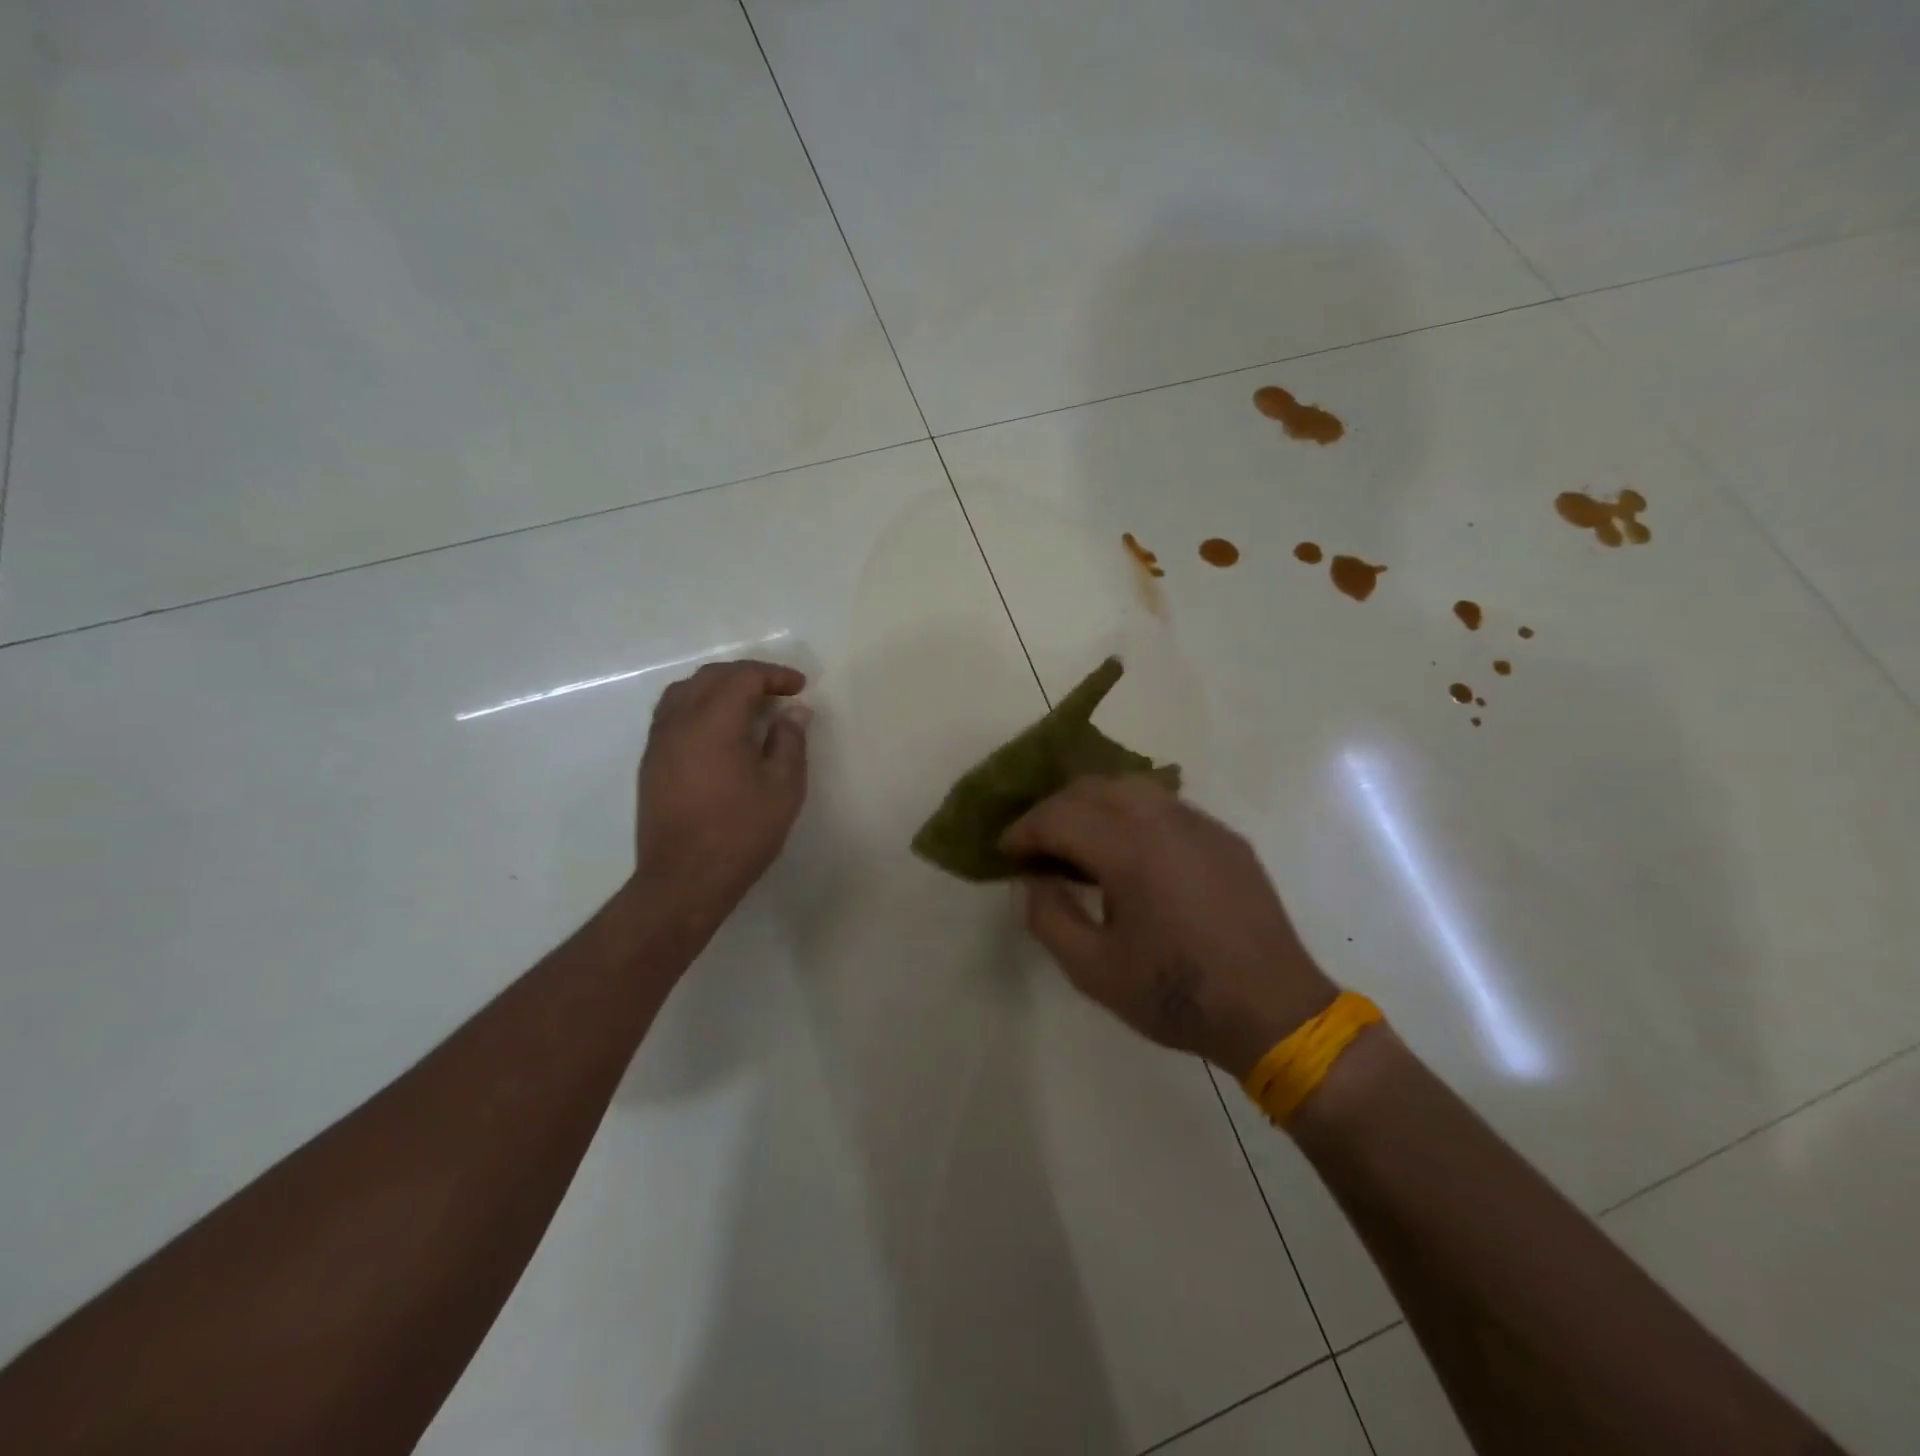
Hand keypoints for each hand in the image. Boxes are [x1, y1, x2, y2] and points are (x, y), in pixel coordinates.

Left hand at [632, 659, 810, 928]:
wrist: (684, 880)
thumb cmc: (740, 833)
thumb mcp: (783, 788)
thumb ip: (790, 741)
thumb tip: (794, 711)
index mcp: (714, 721)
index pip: (743, 677)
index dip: (775, 675)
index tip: (800, 687)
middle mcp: (679, 721)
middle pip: (711, 676)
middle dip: (747, 675)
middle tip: (778, 691)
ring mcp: (659, 741)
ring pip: (686, 691)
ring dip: (719, 687)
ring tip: (747, 704)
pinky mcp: (651, 762)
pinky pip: (673, 713)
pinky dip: (699, 705)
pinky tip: (719, 729)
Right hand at [1002, 776, 1336, 1077]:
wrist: (1274, 1011)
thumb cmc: (1176, 995)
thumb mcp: (1093, 971)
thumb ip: (1049, 917)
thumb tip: (1036, 880)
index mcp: (1129, 849)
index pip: (1059, 816)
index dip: (1023, 830)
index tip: (1005, 853)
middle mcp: (1163, 820)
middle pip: (1091, 788)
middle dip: (1053, 811)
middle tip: (1035, 848)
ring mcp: (1199, 823)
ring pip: (1130, 786)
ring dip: (1092, 805)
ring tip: (1078, 843)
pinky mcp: (1224, 837)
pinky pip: (1164, 805)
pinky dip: (1130, 813)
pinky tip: (1129, 852)